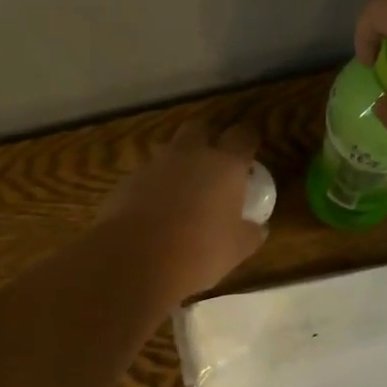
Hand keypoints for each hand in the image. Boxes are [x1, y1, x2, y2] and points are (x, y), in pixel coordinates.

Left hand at [98, 119, 266, 302]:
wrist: (136, 259)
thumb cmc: (200, 251)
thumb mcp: (238, 248)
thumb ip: (251, 232)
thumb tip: (258, 227)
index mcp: (225, 165)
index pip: (243, 135)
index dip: (248, 137)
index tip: (251, 145)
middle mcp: (191, 154)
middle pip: (201, 127)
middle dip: (209, 135)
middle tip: (216, 155)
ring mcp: (155, 164)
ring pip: (170, 149)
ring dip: (179, 160)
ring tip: (184, 185)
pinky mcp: (128, 180)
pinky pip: (147, 174)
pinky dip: (155, 184)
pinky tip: (155, 208)